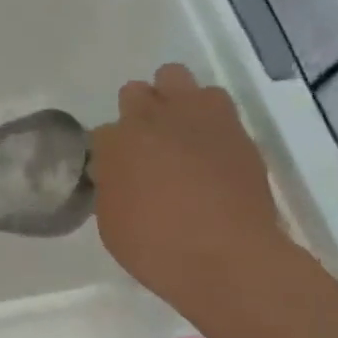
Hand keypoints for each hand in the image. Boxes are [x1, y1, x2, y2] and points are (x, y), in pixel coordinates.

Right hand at [91, 64, 292, 319]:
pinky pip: (216, 104)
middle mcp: (153, 118)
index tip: (119, 173)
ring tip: (181, 132)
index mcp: (115, 142)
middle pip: (136, 91)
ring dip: (174, 101)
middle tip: (148, 145)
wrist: (229, 259)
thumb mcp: (111, 222)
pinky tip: (211, 147)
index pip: (102, 132)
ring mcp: (197, 117)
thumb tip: (118, 174)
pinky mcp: (234, 128)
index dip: (111, 153)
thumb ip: (112, 186)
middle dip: (137, 112)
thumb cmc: (157, 248)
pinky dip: (208, 119)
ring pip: (177, 78)